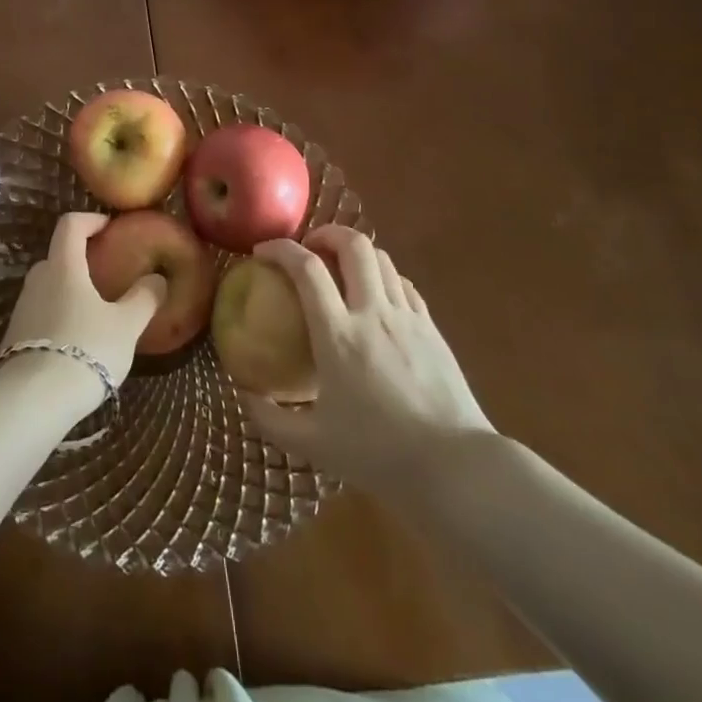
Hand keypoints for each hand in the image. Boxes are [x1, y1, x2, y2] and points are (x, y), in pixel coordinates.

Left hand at [0, 213, 165, 414]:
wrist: (33, 400)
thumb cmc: (86, 349)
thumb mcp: (126, 326)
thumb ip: (143, 299)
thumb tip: (157, 279)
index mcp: (64, 266)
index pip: (70, 224)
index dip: (90, 220)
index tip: (109, 227)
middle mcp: (38, 279)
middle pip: (58, 256)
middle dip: (81, 259)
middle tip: (107, 274)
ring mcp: (22, 308)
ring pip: (49, 287)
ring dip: (70, 290)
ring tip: (96, 313)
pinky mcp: (15, 336)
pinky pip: (41, 313)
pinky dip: (59, 315)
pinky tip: (77, 341)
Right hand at [244, 225, 492, 498]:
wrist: (457, 468)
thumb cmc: (379, 454)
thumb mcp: (313, 445)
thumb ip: (271, 420)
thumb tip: (244, 395)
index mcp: (338, 334)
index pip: (306, 268)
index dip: (280, 249)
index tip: (262, 252)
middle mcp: (373, 313)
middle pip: (353, 245)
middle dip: (325, 234)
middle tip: (308, 249)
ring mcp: (407, 317)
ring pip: (382, 259)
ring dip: (355, 253)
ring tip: (340, 269)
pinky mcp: (432, 328)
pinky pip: (403, 284)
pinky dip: (382, 277)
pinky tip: (375, 298)